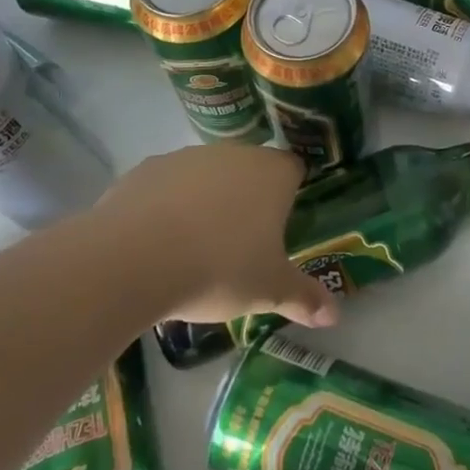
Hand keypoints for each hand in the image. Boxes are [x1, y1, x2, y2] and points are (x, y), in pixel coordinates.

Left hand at [93, 145, 338, 328]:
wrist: (134, 258)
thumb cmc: (218, 268)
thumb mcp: (268, 291)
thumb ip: (304, 298)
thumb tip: (335, 315)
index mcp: (273, 174)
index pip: (293, 170)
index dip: (289, 194)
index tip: (278, 227)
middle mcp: (235, 153)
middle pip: (250, 169)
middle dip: (247, 198)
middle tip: (238, 244)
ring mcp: (189, 156)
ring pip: (207, 175)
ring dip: (206, 200)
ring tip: (193, 247)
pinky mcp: (148, 168)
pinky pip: (167, 184)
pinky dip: (166, 205)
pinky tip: (156, 241)